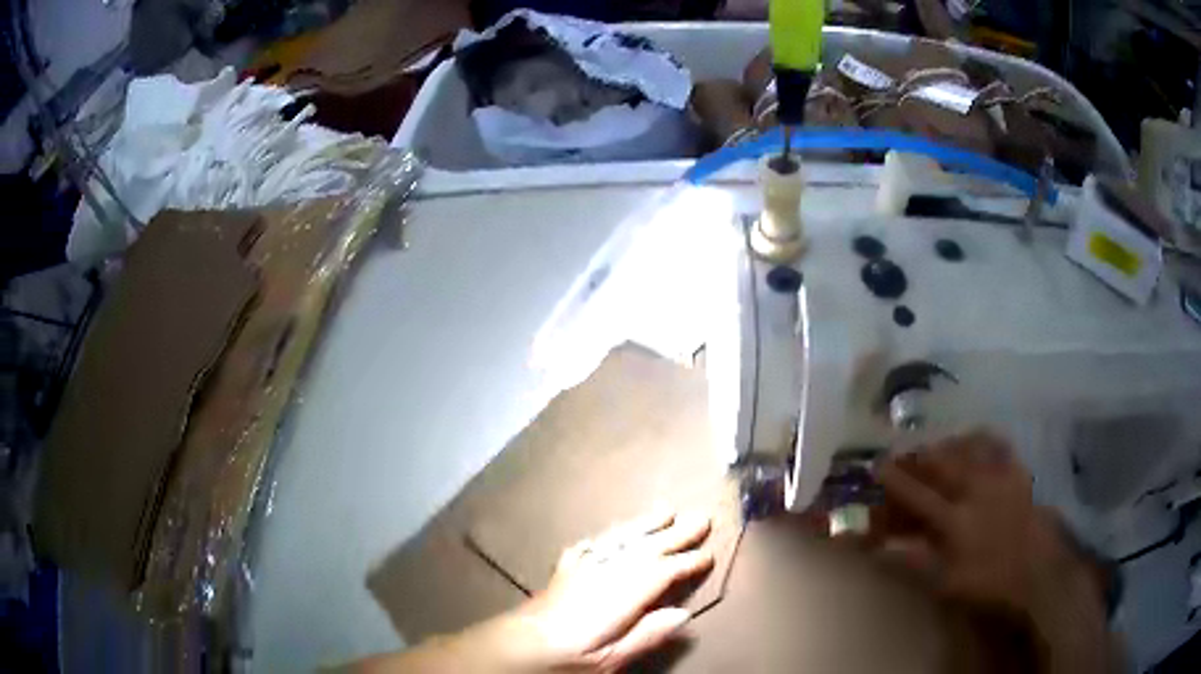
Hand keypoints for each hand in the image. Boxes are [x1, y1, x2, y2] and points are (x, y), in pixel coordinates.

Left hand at [357, 508, 714, 672]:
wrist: (514, 647)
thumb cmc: (567, 660)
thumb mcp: (611, 659)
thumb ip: (647, 635)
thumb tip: (684, 613)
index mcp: (621, 596)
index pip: (662, 573)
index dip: (687, 562)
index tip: (709, 553)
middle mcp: (604, 574)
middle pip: (646, 549)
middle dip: (675, 534)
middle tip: (702, 517)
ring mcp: (581, 569)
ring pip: (620, 540)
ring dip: (645, 525)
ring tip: (666, 510)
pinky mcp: (563, 571)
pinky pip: (590, 545)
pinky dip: (606, 537)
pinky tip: (611, 535)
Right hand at [875, 432, 1120, 672]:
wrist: (1037, 570)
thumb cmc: (989, 582)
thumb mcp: (945, 583)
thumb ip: (913, 562)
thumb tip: (880, 549)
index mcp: (954, 520)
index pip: (916, 494)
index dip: (895, 479)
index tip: (878, 466)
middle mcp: (974, 489)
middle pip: (940, 463)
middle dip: (917, 454)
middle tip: (903, 452)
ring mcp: (998, 476)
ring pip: (966, 447)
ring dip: (945, 443)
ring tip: (934, 444)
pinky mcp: (1017, 471)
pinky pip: (997, 443)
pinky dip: (981, 436)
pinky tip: (974, 437)